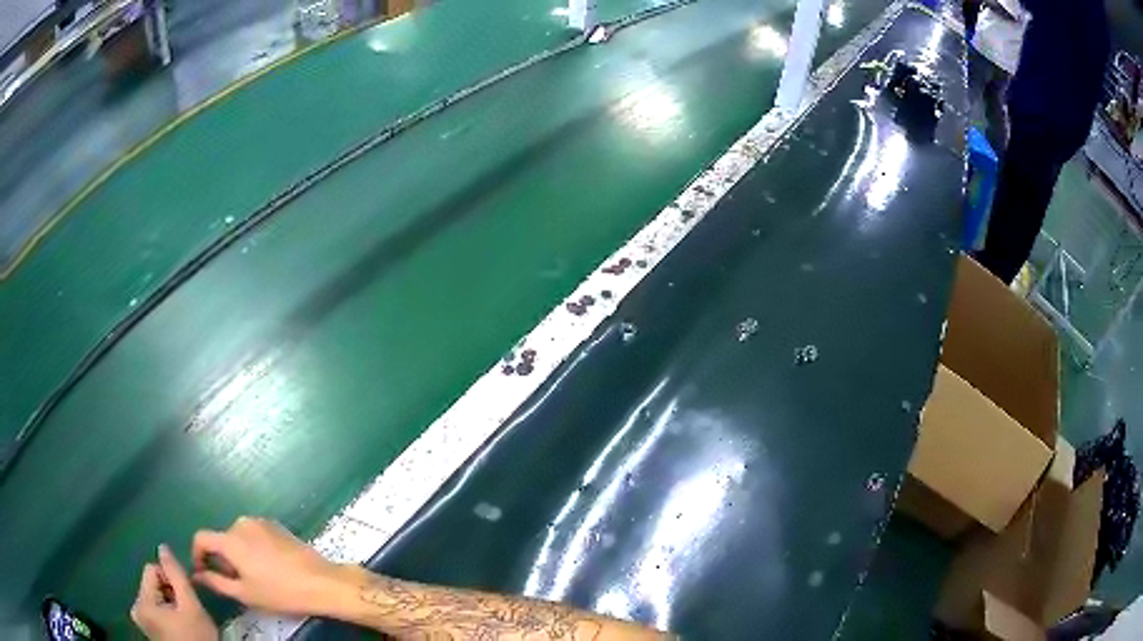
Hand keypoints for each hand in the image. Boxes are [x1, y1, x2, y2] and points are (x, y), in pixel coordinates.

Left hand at [130, 545, 217, 640]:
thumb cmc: (196, 637)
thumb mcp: (192, 606)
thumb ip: (176, 575)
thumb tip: (163, 547)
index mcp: (142, 601)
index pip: (152, 569)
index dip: (171, 580)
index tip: (185, 599)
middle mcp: (135, 606)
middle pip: (152, 583)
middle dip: (170, 593)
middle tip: (186, 611)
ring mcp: (139, 617)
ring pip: (154, 594)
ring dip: (170, 603)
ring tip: (183, 620)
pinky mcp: (145, 625)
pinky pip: (154, 606)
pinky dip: (167, 612)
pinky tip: (178, 625)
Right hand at [191, 516, 346, 616]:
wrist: (321, 582)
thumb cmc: (280, 592)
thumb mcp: (245, 593)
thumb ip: (216, 582)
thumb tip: (197, 575)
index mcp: (230, 538)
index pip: (201, 538)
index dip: (197, 555)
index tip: (204, 573)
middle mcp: (241, 523)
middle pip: (221, 539)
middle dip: (222, 559)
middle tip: (237, 582)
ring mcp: (261, 522)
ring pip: (238, 537)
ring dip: (238, 554)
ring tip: (255, 577)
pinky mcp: (277, 525)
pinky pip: (254, 535)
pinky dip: (253, 548)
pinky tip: (269, 567)